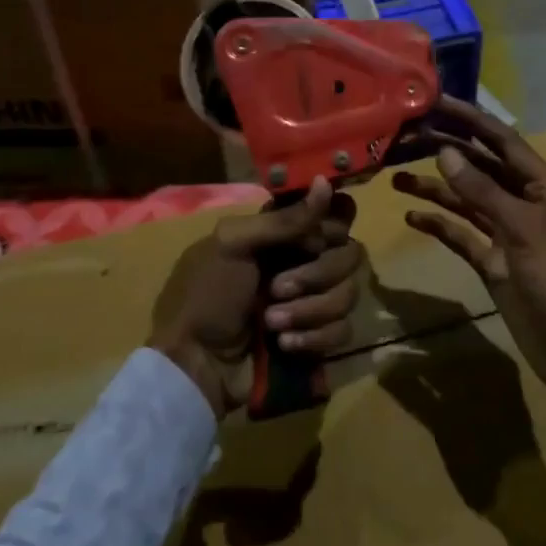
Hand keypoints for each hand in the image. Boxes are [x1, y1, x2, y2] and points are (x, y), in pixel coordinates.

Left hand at [149, 178, 365, 417]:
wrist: (195, 364)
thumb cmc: (207, 295)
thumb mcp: (234, 245)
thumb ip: (285, 219)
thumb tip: (326, 181)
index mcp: (286, 233)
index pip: (338, 214)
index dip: (333, 226)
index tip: (314, 240)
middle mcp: (306, 261)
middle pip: (349, 254)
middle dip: (315, 274)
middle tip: (276, 288)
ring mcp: (314, 300)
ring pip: (348, 293)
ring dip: (309, 310)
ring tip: (271, 322)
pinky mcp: (318, 338)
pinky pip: (343, 330)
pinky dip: (314, 338)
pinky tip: (284, 344)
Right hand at [392, 100, 545, 418]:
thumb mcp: (522, 229)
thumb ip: (481, 191)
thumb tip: (445, 152)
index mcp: (543, 184)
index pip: (501, 140)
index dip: (469, 119)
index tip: (435, 100)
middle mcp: (524, 200)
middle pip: (480, 166)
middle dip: (446, 149)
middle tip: (405, 134)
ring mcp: (507, 231)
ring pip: (466, 199)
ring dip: (436, 187)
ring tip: (395, 176)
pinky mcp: (494, 261)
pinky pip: (462, 234)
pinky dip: (439, 224)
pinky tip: (411, 217)